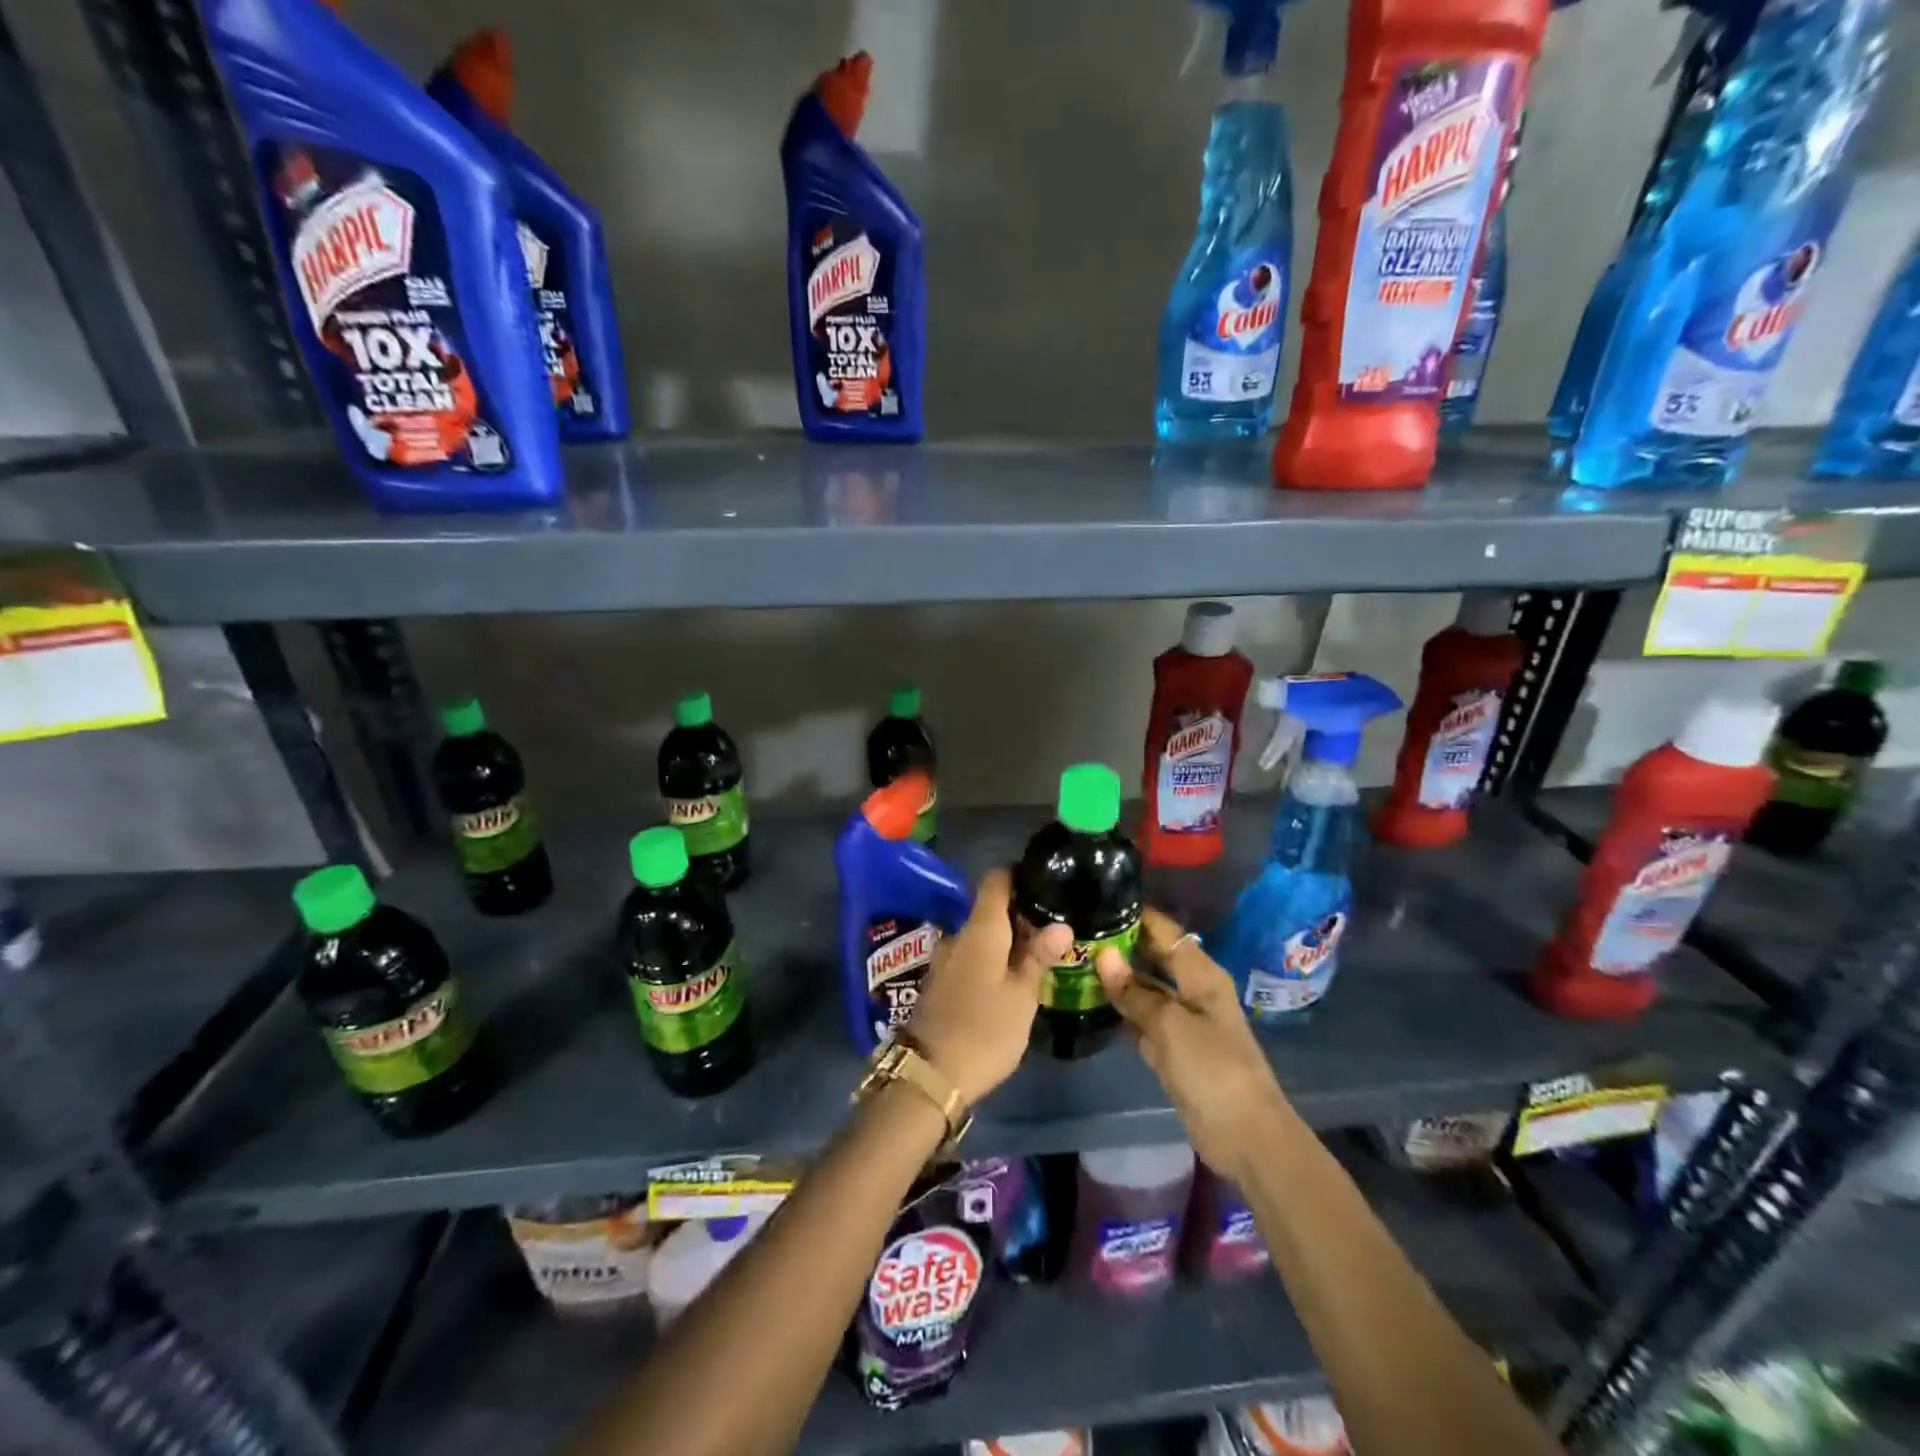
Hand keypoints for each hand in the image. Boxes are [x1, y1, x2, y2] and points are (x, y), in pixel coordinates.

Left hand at [907, 868, 1072, 1107]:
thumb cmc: (985, 1030)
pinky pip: (970, 956)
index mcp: (980, 930)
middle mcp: (958, 936)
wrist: (929, 1075)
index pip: (995, 880)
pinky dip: (991, 958)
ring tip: (1037, 952)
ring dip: (1005, 939)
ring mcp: (944, 959)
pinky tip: (1010, 977)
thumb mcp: (1022, 996)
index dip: (1018, 874)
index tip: (1043, 880)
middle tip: (1053, 923)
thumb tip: (1062, 924)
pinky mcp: (939, 982)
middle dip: (1019, 912)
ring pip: (980, 936)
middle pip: (989, 909)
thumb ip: (1039, 956)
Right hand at [1094, 906, 1288, 1183]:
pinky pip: (1141, 1019)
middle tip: (1077, 932)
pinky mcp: (1171, 1048)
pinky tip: (1090, 1001)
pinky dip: (1120, 1010)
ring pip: (1144, 989)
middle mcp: (1191, 989)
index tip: (1098, 900)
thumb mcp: (1170, 1024)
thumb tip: (1103, 955)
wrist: (1244, 1134)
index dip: (1135, 915)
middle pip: (1152, 957)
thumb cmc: (1212, 1068)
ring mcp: (1181, 1020)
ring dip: (1116, 979)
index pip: (1164, 931)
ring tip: (1075, 960)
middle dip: (1120, 946)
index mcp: (1200, 974)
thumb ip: (1135, 992)